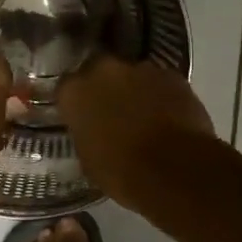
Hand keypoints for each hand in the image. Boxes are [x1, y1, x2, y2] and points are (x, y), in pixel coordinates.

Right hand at [58, 58, 214, 209]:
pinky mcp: (173, 75)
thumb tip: (91, 129)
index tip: (81, 116)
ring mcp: (141, 69)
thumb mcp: (88, 159)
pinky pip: (161, 83)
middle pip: (99, 71)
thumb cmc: (122, 172)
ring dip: (135, 90)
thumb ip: (85, 132)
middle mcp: (104, 70)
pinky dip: (162, 96)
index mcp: (74, 92)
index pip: (66, 88)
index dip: (76, 102)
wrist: (176, 170)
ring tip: (145, 117)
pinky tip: (169, 118)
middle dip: (105, 87)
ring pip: (133, 75)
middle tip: (113, 112)